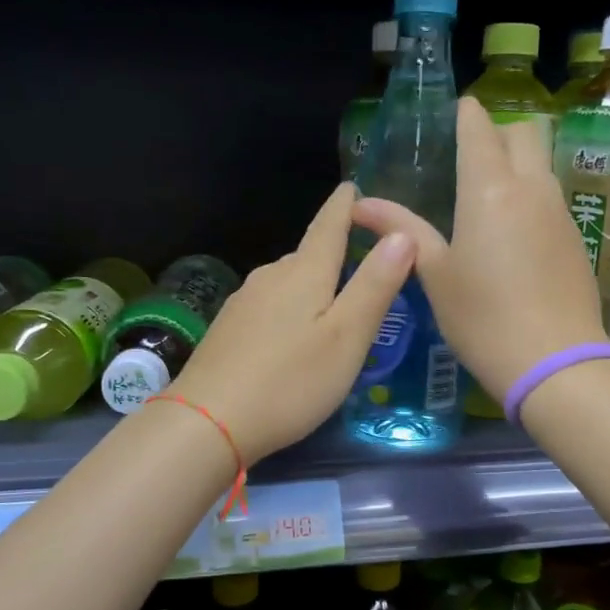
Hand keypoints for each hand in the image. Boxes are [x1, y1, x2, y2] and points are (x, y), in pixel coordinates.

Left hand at [171, 183, 414, 464]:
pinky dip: (287, 311)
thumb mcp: (347, 337)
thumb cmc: (290, 381)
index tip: (351, 187)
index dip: (343, 206)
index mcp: (304, 273)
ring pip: (286, 283)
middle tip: (361, 268)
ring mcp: (243, 302)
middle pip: (308, 256)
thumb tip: (402, 234)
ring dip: (309, 288)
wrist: (207, 422)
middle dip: (333, 255)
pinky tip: (290, 338)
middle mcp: (270, 277)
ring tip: (331, 309)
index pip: (329, 226)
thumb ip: (375, 285)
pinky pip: (267, 306)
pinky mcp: (227, 330)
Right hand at [352, 98, 606, 400]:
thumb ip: (402, 229)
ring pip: (542, 163)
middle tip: (468, 158)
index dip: (465, 115)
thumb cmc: (483, 317)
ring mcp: (559, 211)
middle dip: (497, 132)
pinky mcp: (575, 237)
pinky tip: (512, 233)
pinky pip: (552, 196)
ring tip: (486, 196)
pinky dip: (532, 195)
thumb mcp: (435, 274)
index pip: (480, 128)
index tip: (452, 116)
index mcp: (489, 189)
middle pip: (524, 133)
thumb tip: (361, 204)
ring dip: (518, 163)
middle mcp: (531, 187)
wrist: (556, 362)